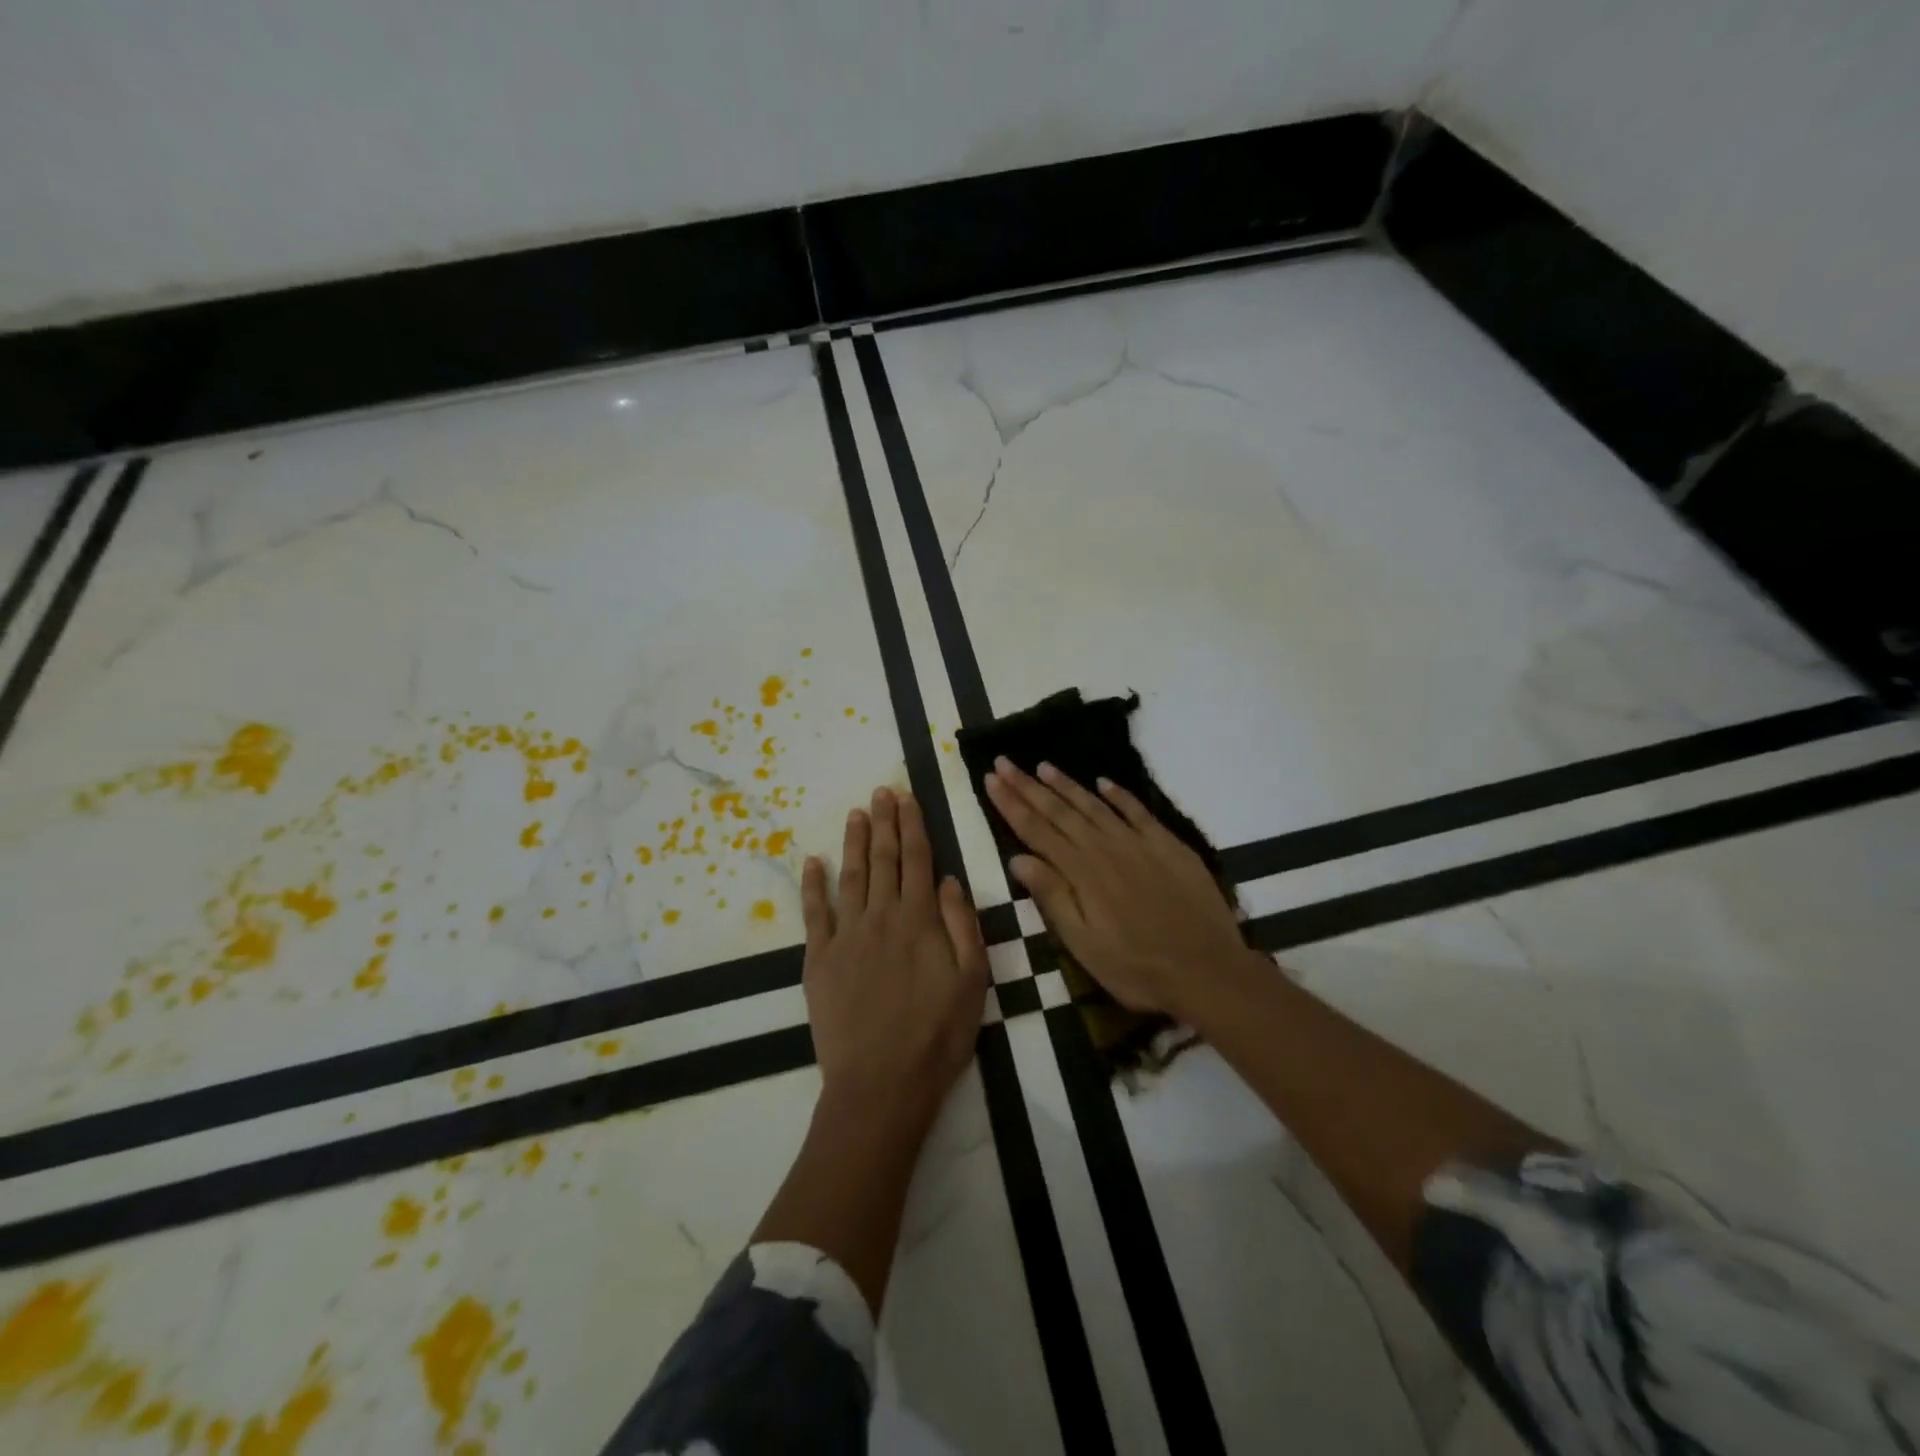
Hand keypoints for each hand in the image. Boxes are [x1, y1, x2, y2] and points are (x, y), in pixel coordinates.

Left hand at [802, 787, 989, 1126]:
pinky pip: (814, 913)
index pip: (917, 859)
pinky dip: (812, 884)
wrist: (881, 1084)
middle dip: (883, 821)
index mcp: (919, 920)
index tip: (907, 797)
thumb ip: (963, 925)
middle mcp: (881, 917)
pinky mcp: (819, 959)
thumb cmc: (937, 1035)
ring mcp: (846, 936)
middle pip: (882, 859)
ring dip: (853, 841)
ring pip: (850, 876)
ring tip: (855, 812)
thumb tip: (949, 879)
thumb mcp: (973, 981)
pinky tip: (812, 862)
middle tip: (881, 790)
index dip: (912, 825)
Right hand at [983, 759, 1258, 1021]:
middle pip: (1060, 811)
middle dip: (1028, 785)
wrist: (1209, 971)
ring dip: (1067, 785)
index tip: (991, 779)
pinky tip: (1104, 782)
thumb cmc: (1138, 969)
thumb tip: (1017, 858)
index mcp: (1082, 873)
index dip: (1011, 804)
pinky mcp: (1169, 846)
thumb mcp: (1084, 946)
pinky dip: (1119, 794)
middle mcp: (1106, 849)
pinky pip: (1138, 811)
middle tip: (1005, 762)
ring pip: (1095, 805)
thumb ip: (1052, 898)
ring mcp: (1139, 843)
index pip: (1037, 830)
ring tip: (1043, 766)